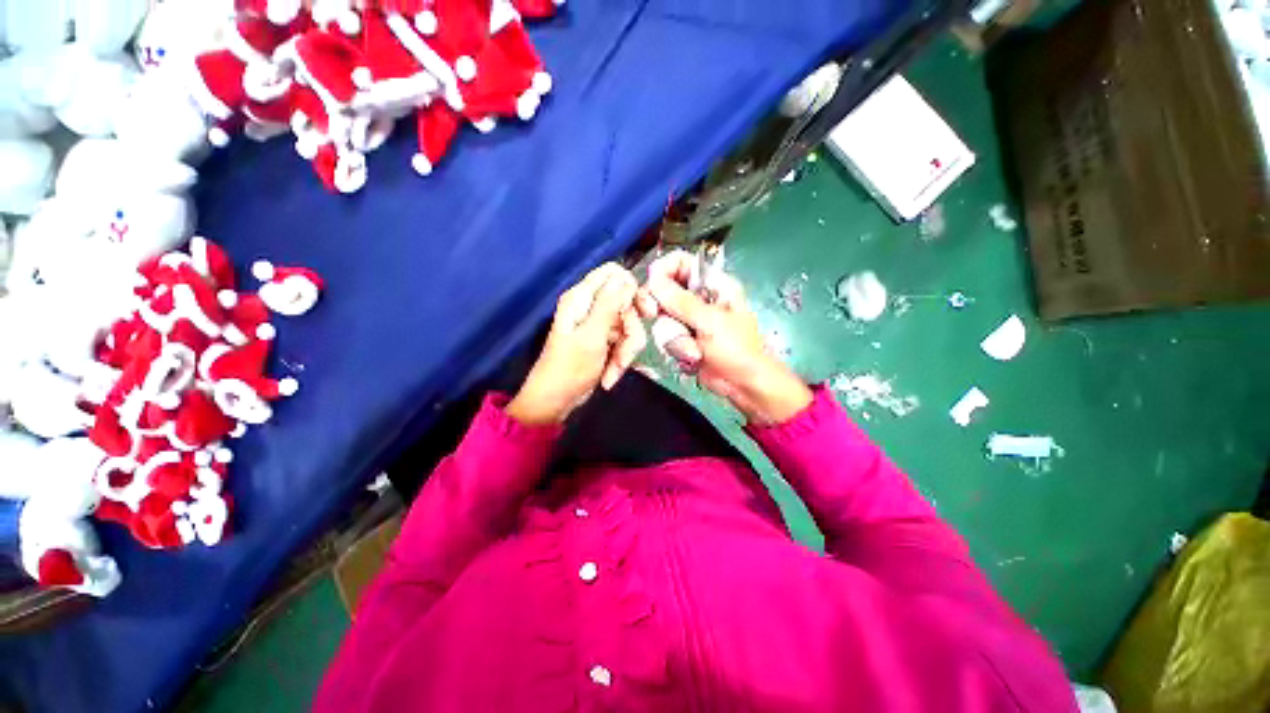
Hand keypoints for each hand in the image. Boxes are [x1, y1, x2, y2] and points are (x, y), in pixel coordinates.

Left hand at [507, 263, 645, 425]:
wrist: (556, 401)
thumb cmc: (570, 368)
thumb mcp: (592, 335)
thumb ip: (610, 304)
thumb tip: (628, 278)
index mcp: (582, 297)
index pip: (613, 273)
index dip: (631, 287)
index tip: (643, 310)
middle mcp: (590, 306)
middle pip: (627, 302)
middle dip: (632, 328)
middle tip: (631, 347)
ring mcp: (598, 324)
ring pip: (628, 325)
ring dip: (627, 349)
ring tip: (616, 368)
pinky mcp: (603, 340)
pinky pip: (623, 341)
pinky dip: (621, 358)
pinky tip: (610, 374)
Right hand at [636, 251, 811, 425]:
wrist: (741, 385)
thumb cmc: (736, 349)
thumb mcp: (710, 322)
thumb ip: (680, 301)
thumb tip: (654, 279)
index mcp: (713, 285)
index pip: (682, 263)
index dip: (664, 270)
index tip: (653, 286)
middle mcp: (699, 299)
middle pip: (665, 291)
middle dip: (665, 310)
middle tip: (661, 317)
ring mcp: (690, 320)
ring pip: (663, 318)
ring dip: (675, 337)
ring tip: (694, 349)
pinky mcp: (683, 338)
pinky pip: (666, 336)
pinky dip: (677, 348)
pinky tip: (692, 357)